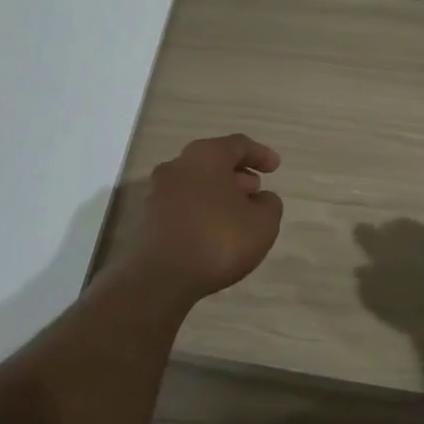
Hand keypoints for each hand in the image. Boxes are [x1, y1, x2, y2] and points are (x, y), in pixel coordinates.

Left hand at [125, 134, 283, 299]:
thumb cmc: (218, 240)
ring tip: (238, 214)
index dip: (260, 154)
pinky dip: (201, 210)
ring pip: (196, 183)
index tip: (276, 167)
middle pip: (213, 161)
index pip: (238, 145)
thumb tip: (261, 199)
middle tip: (256, 190)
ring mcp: (158, 191)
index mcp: (206, 156)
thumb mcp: (263, 223)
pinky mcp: (148, 218)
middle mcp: (178, 165)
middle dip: (237, 174)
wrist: (161, 278)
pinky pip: (183, 205)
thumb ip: (269, 204)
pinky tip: (214, 231)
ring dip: (218, 193)